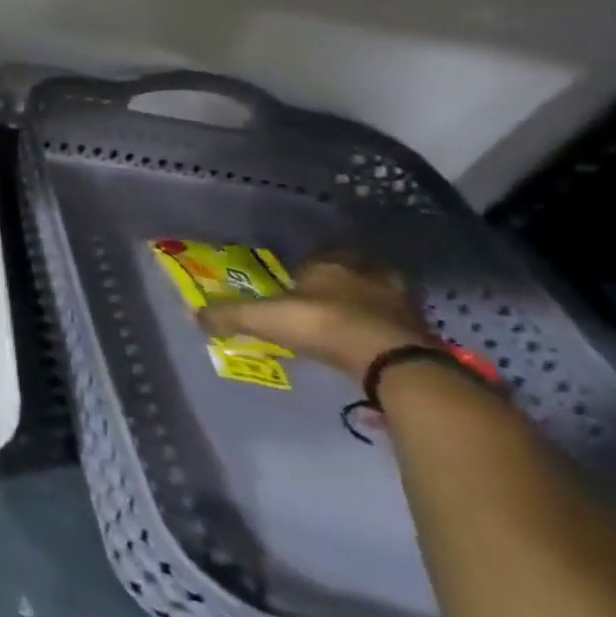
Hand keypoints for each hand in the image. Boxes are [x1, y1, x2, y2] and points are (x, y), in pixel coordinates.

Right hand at [199, 254, 435, 379]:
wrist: (393, 361)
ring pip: (381, 294)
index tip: (297, 278)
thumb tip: (194, 315)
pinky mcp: (421, 331)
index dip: (308, 266)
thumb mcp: (264, 319)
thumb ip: (229, 315)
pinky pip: (396, 322)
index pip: (319, 255)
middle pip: (355, 271)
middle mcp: (368, 275)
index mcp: (331, 264)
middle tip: (328, 295)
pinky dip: (383, 328)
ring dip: (368, 304)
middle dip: (344, 280)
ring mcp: (401, 302)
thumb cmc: (322, 325)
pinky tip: (369, 340)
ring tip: (350, 319)